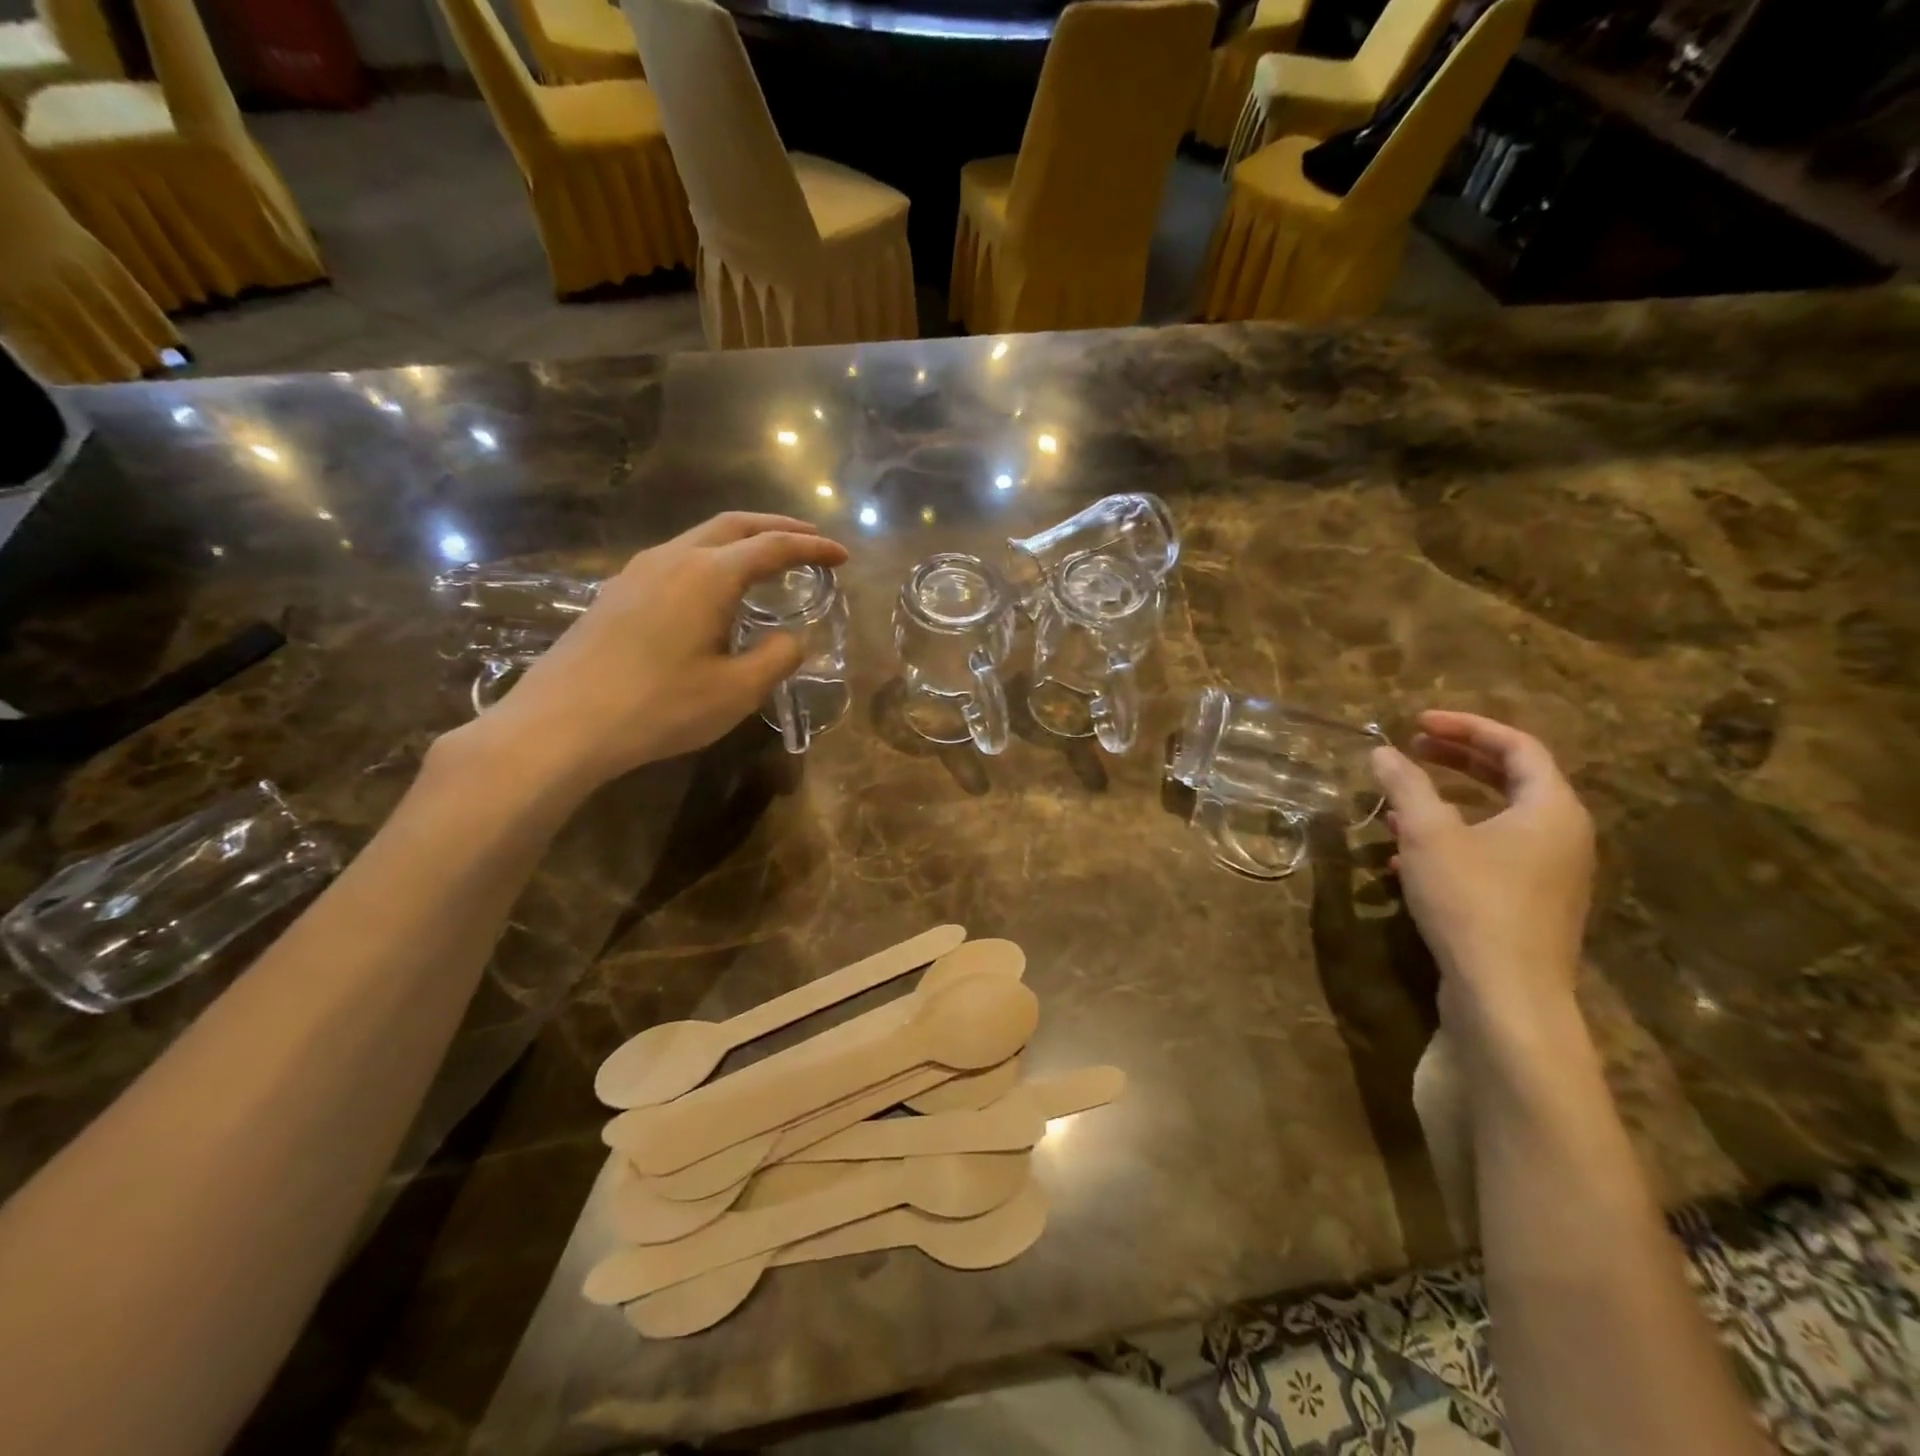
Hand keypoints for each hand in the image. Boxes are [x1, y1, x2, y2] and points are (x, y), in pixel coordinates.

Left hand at [459, 513, 847, 789]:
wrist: (561, 724)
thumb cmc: (659, 707)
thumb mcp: (736, 691)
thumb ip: (777, 658)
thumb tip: (793, 639)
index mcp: (708, 575)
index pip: (773, 547)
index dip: (812, 548)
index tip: (842, 555)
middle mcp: (672, 558)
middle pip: (733, 525)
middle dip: (777, 527)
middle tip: (809, 539)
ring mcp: (637, 572)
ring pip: (699, 539)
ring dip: (740, 541)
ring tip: (766, 561)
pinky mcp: (615, 593)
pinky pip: (675, 559)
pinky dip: (710, 560)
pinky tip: (712, 591)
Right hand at [1372, 711, 1594, 1027]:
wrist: (1506, 994)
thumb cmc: (1472, 900)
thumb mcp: (1428, 835)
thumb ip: (1406, 786)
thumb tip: (1382, 751)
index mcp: (1551, 809)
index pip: (1517, 746)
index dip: (1466, 727)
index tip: (1417, 722)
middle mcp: (1562, 836)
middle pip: (1511, 779)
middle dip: (1457, 760)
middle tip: (1412, 748)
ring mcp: (1549, 874)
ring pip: (1497, 820)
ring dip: (1448, 803)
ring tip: (1400, 802)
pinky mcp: (1528, 904)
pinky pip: (1491, 853)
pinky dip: (1452, 841)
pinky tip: (1406, 859)